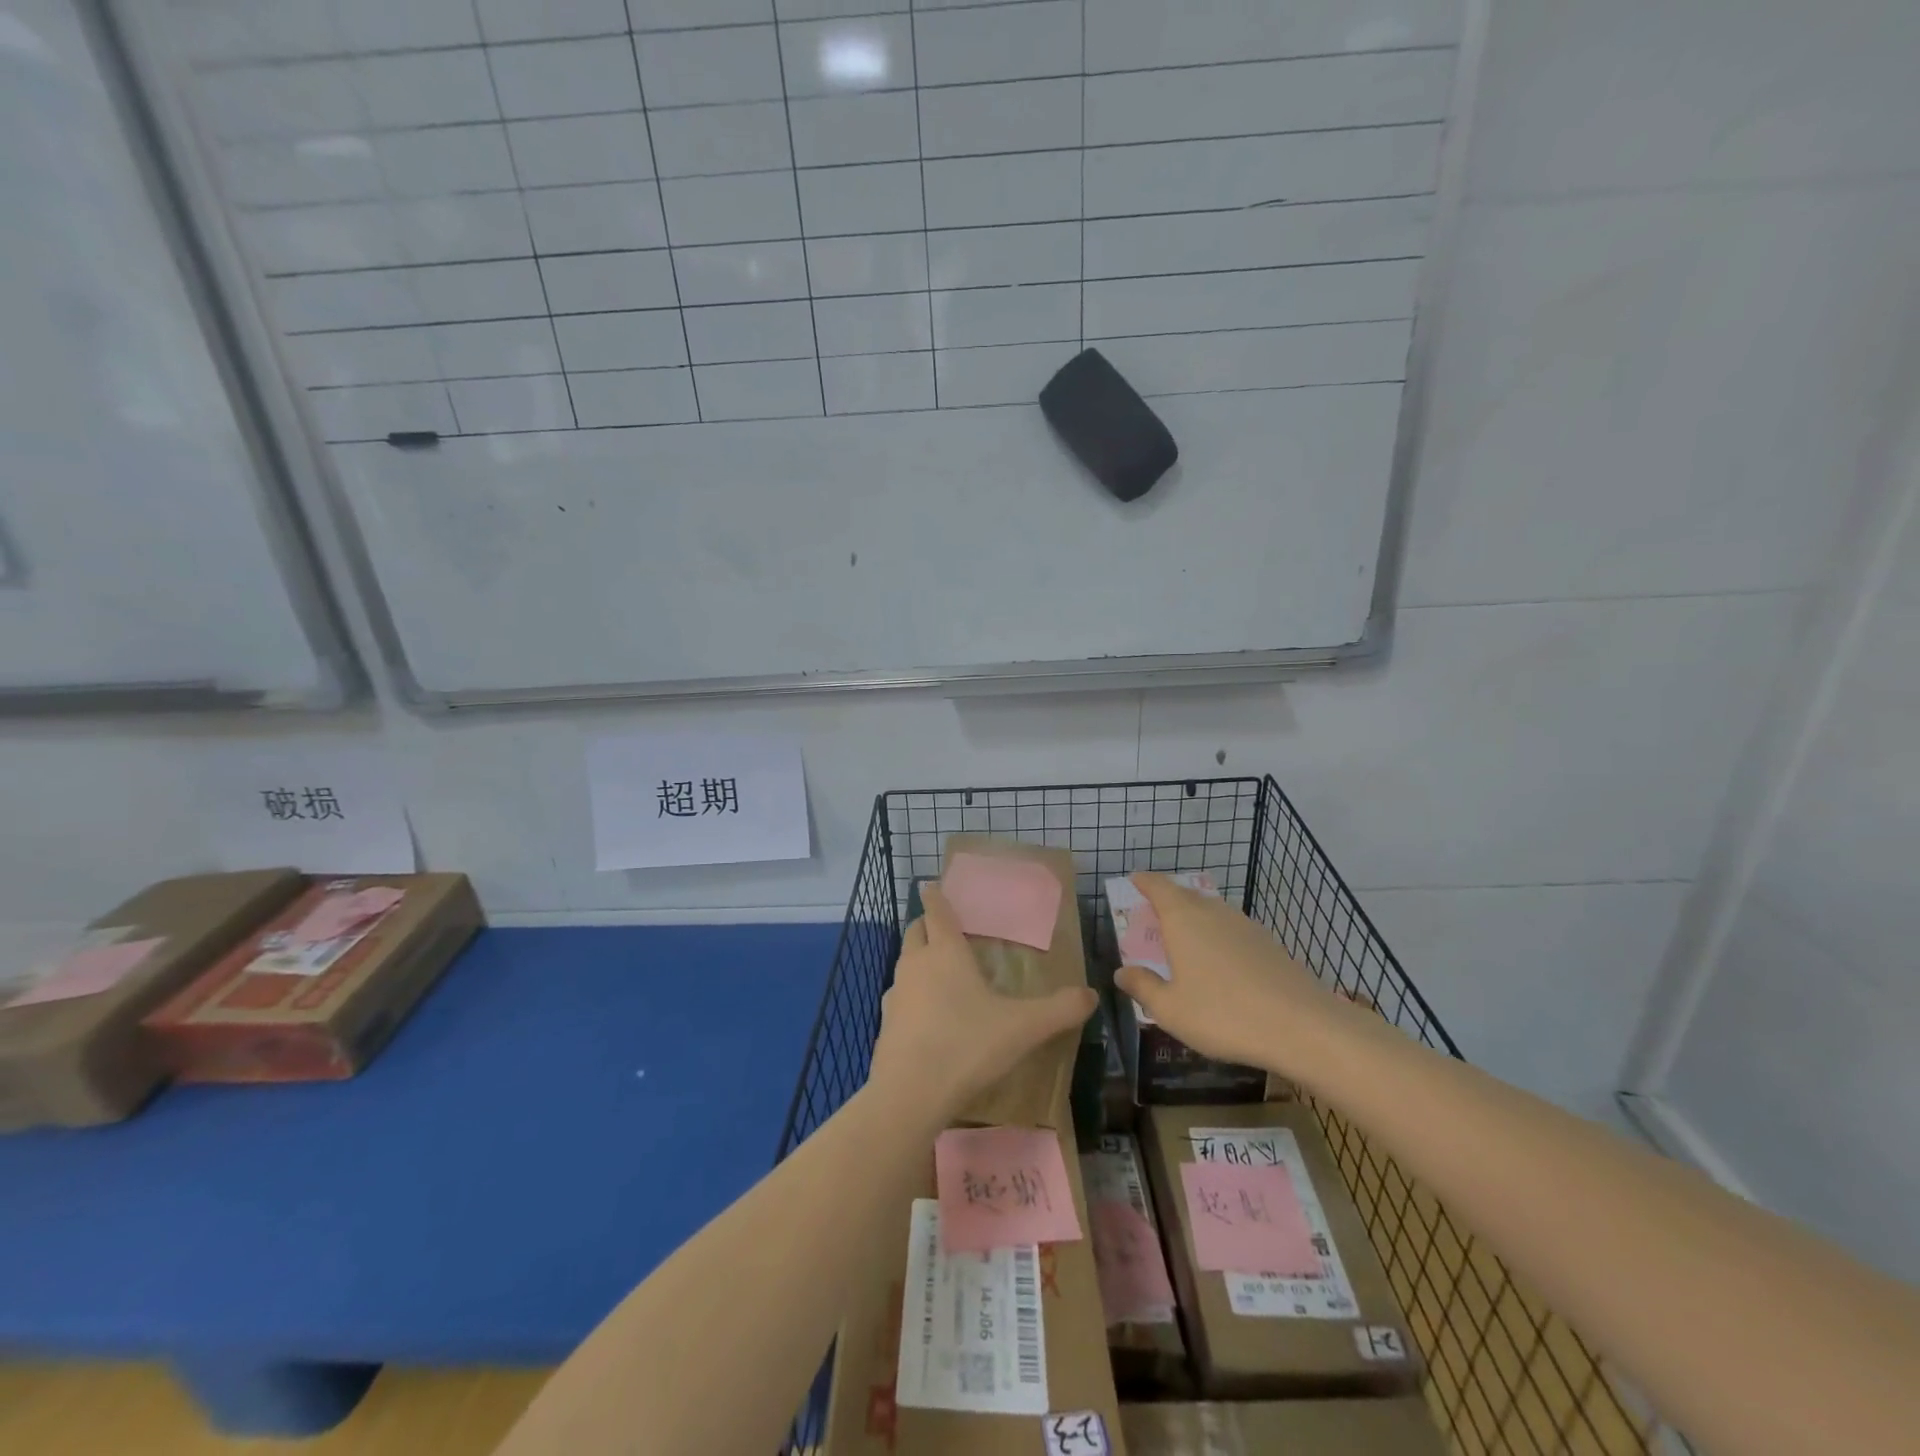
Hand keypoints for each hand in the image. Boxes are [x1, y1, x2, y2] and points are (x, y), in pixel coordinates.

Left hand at [869, 883, 1096, 1118]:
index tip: (933, 885)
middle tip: (944, 928)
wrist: (909, 1094)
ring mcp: (896, 993)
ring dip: (918, 958)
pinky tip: (928, 1014)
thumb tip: (1091, 994)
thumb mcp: (1022, 1028)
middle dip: (927, 924)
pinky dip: (911, 994)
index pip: (937, 911)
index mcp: (946, 952)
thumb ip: (1059, 1010)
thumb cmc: (967, 1046)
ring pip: (905, 962)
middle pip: (915, 931)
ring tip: (940, 970)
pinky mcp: (885, 1022)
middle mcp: (916, 964)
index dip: (936, 896)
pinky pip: (899, 995)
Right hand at [1113, 872, 1347, 1077]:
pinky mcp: (1269, 944)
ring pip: (1212, 911)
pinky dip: (1218, 937)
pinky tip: (1220, 963)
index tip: (1133, 880)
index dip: (1144, 881)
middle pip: (1185, 895)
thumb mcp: (1170, 1009)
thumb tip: (1121, 972)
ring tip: (1184, 940)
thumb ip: (1143, 987)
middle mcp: (1213, 912)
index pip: (1158, 886)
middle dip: (1167, 901)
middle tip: (1153, 917)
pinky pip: (1232, 930)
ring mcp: (1245, 926)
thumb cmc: (1223, 1015)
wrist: (1303, 1027)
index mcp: (1183, 919)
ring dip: (1194, 919)